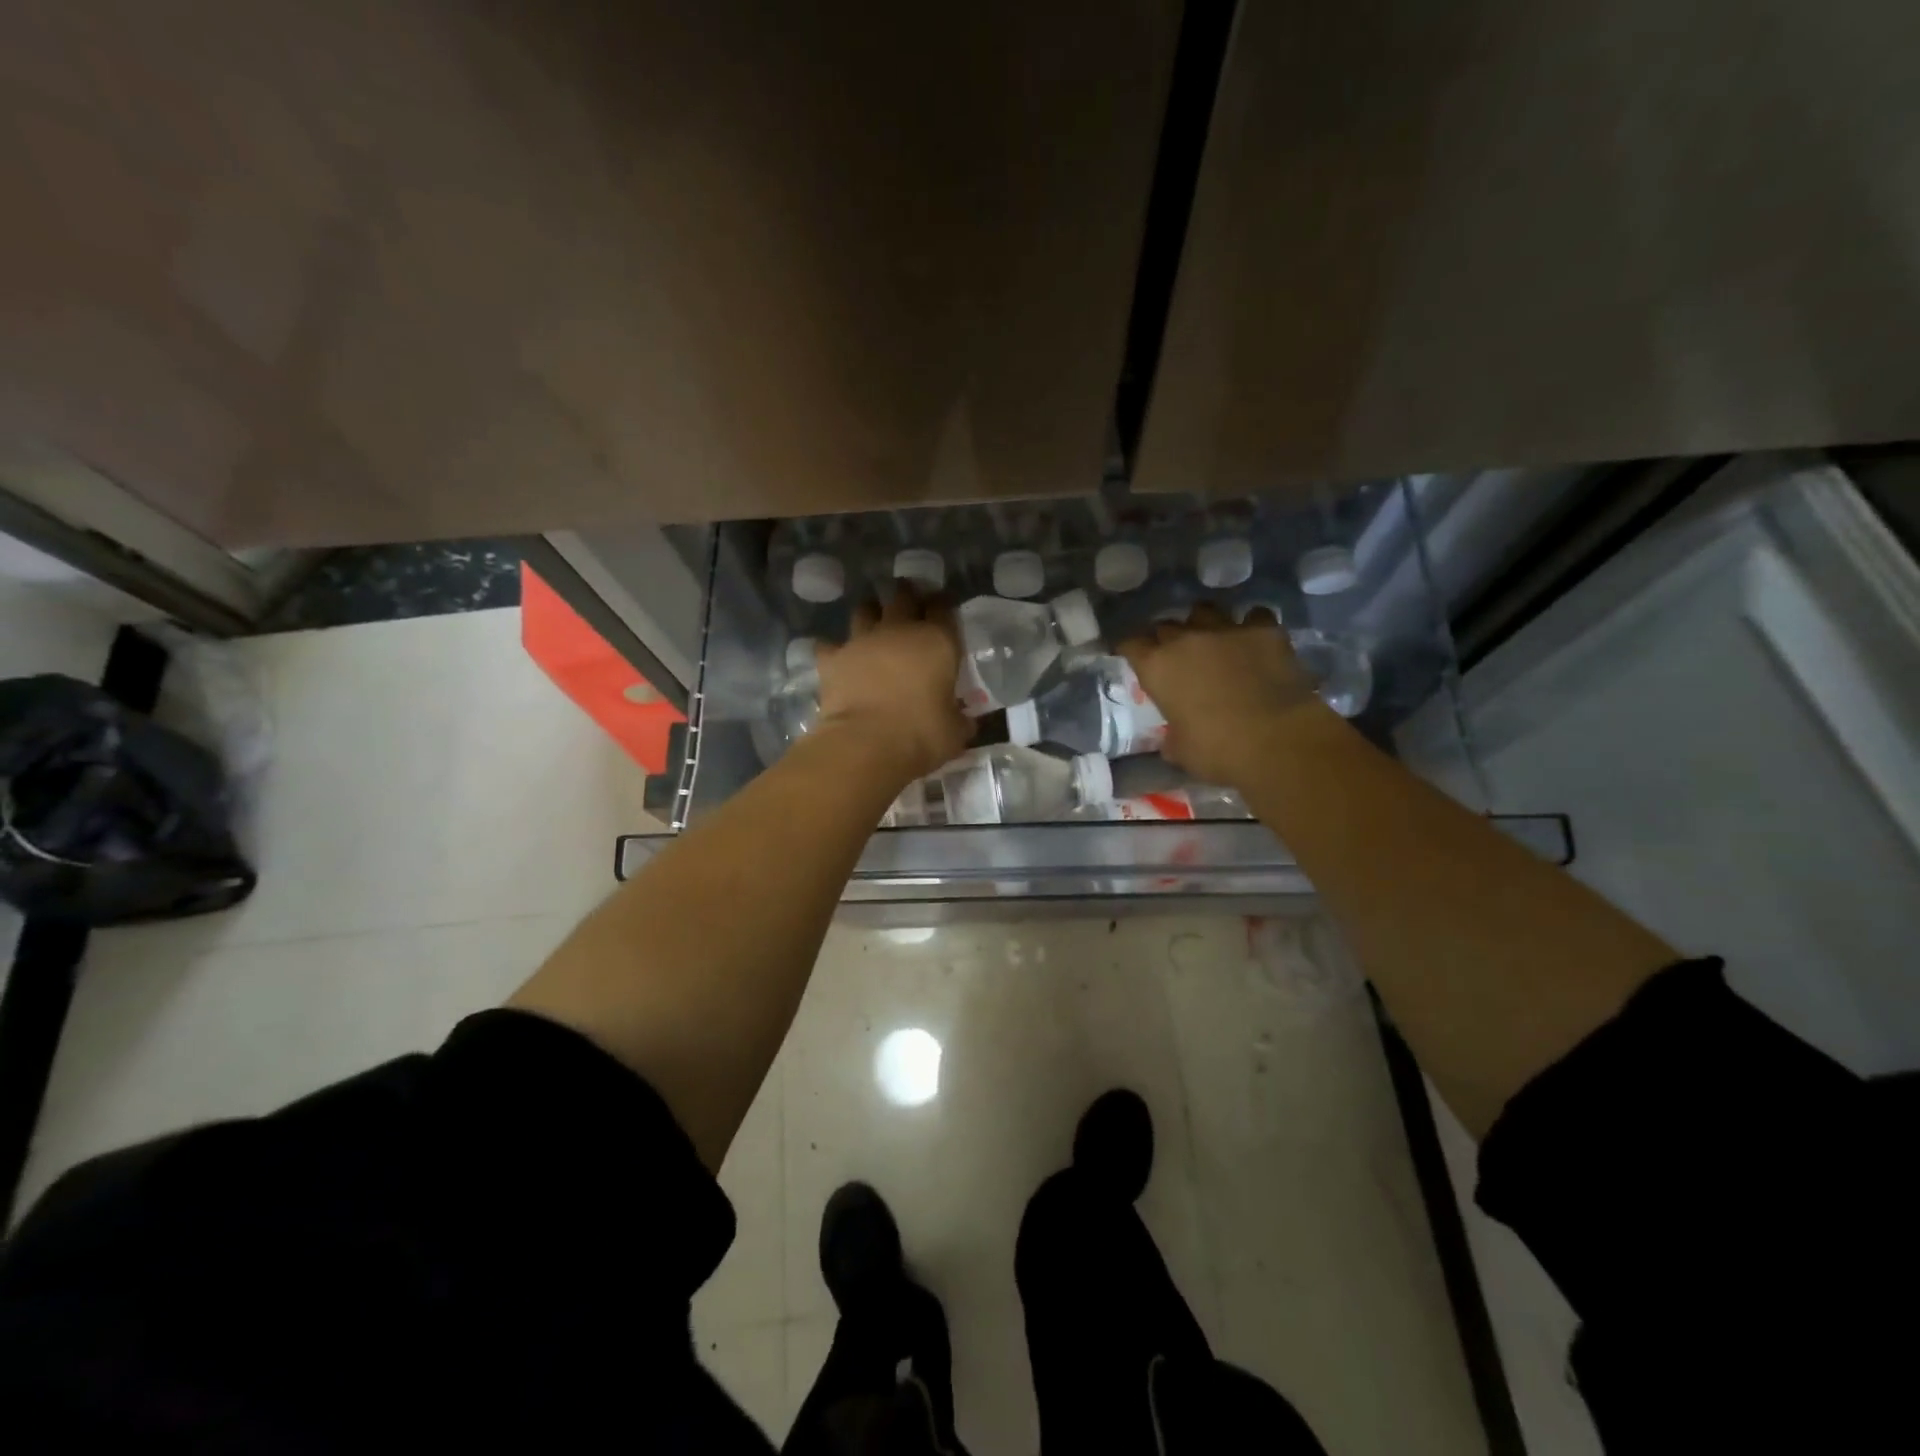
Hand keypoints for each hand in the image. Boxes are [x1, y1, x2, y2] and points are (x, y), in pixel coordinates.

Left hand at [813, 586, 972, 785]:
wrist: (866, 744)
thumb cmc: (922, 735)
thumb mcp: (955, 732)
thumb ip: (959, 719)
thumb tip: (964, 721)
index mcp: (937, 641)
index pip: (943, 608)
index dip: (943, 606)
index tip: (943, 610)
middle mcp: (899, 630)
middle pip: (903, 596)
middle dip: (907, 595)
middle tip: (909, 604)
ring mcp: (862, 640)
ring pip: (865, 610)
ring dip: (870, 614)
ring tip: (874, 624)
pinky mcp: (832, 658)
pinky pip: (830, 645)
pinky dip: (834, 649)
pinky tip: (838, 658)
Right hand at [1120, 605, 1336, 785]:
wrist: (1277, 741)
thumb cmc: (1218, 751)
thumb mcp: (1181, 751)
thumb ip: (1172, 737)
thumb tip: (1172, 740)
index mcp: (1158, 668)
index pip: (1130, 644)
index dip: (1130, 648)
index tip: (1133, 656)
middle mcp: (1186, 640)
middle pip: (1166, 625)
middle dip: (1167, 638)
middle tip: (1176, 656)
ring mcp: (1227, 629)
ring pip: (1205, 611)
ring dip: (1204, 624)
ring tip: (1212, 639)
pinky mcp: (1265, 630)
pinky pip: (1253, 616)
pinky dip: (1251, 626)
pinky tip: (1255, 640)